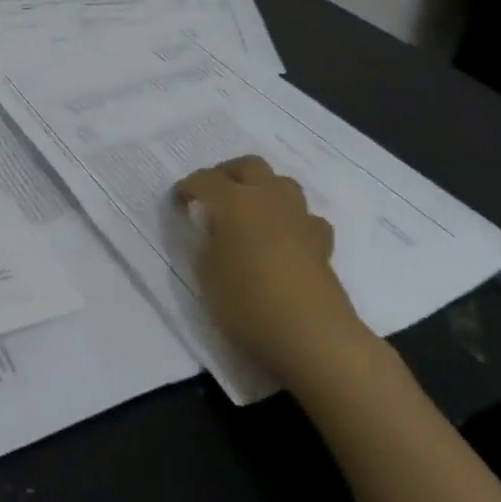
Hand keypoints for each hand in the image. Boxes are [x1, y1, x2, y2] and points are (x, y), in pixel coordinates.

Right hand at [174, 155, 375, 389]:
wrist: (312, 336)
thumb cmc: (248, 302)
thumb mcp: (207, 273)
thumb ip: (207, 242)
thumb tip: (213, 229)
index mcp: (234, 201)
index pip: (205, 180)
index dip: (187, 188)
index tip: (178, 202)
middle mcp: (268, 198)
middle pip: (249, 166)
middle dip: (228, 173)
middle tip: (214, 195)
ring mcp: (299, 218)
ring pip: (281, 183)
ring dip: (263, 190)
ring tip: (249, 213)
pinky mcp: (322, 242)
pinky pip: (304, 217)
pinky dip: (291, 220)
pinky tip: (283, 239)